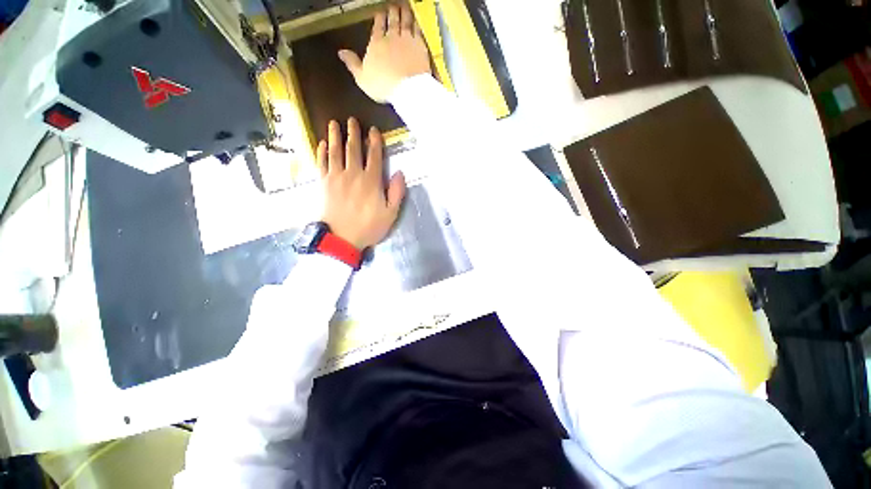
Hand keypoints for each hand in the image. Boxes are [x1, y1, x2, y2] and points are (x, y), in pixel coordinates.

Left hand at [319, 118, 406, 249]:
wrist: (341, 238)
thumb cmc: (368, 227)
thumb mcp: (390, 214)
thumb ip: (397, 193)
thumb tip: (400, 173)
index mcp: (371, 181)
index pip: (375, 156)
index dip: (375, 142)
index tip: (373, 130)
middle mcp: (353, 174)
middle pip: (353, 149)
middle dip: (353, 133)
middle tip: (352, 120)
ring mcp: (336, 177)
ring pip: (335, 152)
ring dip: (335, 136)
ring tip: (334, 123)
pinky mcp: (323, 183)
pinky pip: (321, 163)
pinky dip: (322, 152)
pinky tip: (322, 144)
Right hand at [338, 3, 430, 102]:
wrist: (406, 89)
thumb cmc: (384, 86)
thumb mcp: (362, 78)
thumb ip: (352, 63)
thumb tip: (341, 53)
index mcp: (376, 44)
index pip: (377, 26)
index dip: (378, 17)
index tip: (379, 12)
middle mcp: (391, 38)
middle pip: (392, 20)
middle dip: (392, 11)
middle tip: (392, 5)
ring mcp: (407, 41)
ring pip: (405, 21)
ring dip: (404, 12)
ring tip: (404, 6)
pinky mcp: (420, 46)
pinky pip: (418, 30)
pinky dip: (417, 23)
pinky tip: (417, 21)